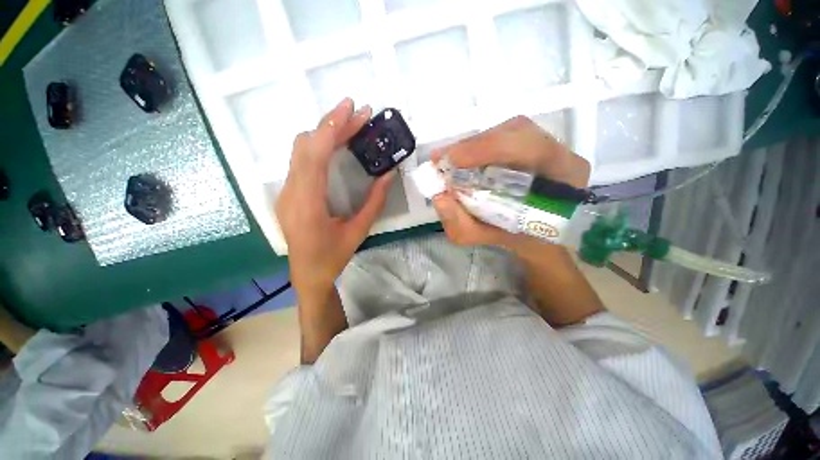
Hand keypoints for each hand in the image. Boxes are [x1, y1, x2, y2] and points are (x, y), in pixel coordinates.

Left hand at [276, 98, 394, 296]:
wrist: (307, 274)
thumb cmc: (333, 256)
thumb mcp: (359, 231)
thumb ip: (374, 201)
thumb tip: (388, 174)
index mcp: (307, 204)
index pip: (314, 154)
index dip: (331, 127)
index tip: (351, 108)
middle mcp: (291, 192)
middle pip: (306, 146)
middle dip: (332, 125)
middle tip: (359, 114)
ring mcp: (286, 191)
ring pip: (300, 150)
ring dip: (325, 133)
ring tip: (351, 127)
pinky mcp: (289, 192)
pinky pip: (301, 160)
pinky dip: (319, 146)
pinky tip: (337, 146)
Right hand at [431, 116, 590, 249]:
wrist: (540, 234)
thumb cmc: (518, 239)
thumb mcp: (487, 239)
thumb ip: (461, 225)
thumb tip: (439, 197)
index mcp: (562, 182)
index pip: (531, 149)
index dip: (486, 149)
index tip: (450, 160)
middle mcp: (562, 155)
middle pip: (517, 132)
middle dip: (474, 144)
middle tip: (443, 159)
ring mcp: (552, 145)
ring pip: (510, 130)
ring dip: (475, 144)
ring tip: (451, 160)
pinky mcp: (537, 144)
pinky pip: (507, 135)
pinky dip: (480, 145)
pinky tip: (465, 158)